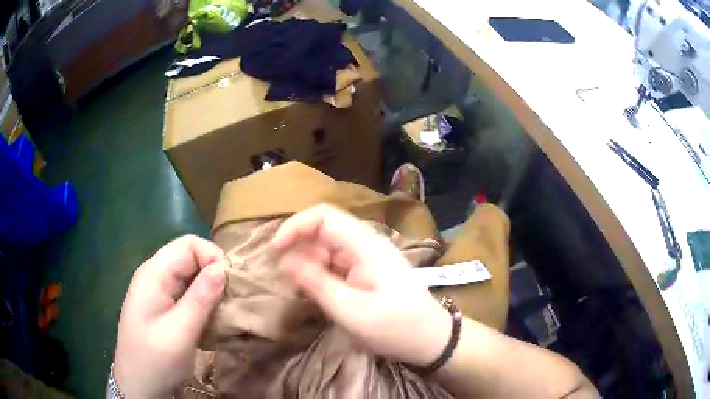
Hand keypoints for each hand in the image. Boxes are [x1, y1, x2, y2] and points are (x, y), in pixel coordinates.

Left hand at [114, 235, 226, 397]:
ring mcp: (157, 292)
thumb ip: (200, 299)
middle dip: (213, 274)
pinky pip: (187, 293)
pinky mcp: (162, 307)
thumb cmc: (156, 360)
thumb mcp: (180, 333)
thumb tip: (223, 268)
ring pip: (190, 276)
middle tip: (229, 301)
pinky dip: (203, 302)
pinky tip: (210, 320)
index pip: (188, 245)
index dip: (212, 257)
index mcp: (153, 274)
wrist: (139, 386)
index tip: (229, 286)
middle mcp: (154, 276)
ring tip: (223, 312)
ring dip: (210, 290)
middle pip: (189, 258)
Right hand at [273, 205, 450, 366]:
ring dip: (308, 260)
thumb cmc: (396, 328)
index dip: (295, 226)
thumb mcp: (351, 311)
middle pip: (324, 228)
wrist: (431, 339)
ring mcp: (368, 257)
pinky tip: (316, 290)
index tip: (274, 251)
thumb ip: (316, 283)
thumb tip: (284, 260)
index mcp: (366, 246)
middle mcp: (367, 244)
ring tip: (299, 286)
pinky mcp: (368, 270)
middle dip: (298, 245)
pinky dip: (320, 271)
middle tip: (282, 274)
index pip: (324, 216)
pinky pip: (337, 261)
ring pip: (328, 246)